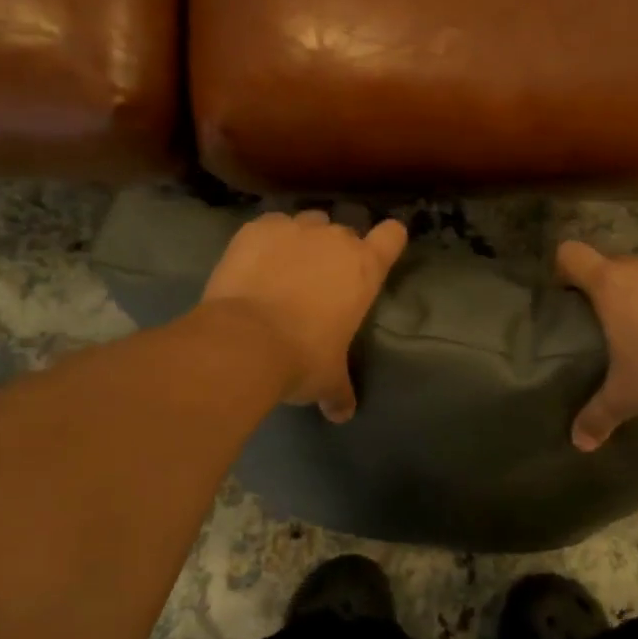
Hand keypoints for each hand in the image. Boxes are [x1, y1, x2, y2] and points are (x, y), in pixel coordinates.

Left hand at [201, 210, 408, 422]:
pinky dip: (265, 240)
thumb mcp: (328, 379)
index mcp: (364, 269)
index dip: (387, 241)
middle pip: (345, 231)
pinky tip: (253, 263)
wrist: (244, 342)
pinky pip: (270, 226)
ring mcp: (295, 228)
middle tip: (318, 281)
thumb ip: (340, 391)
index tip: (379, 250)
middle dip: (334, 251)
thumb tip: (343, 415)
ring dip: (301, 241)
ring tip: (283, 269)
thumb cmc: (301, 358)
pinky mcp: (257, 228)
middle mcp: (334, 239)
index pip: (392, 236)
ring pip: (307, 223)